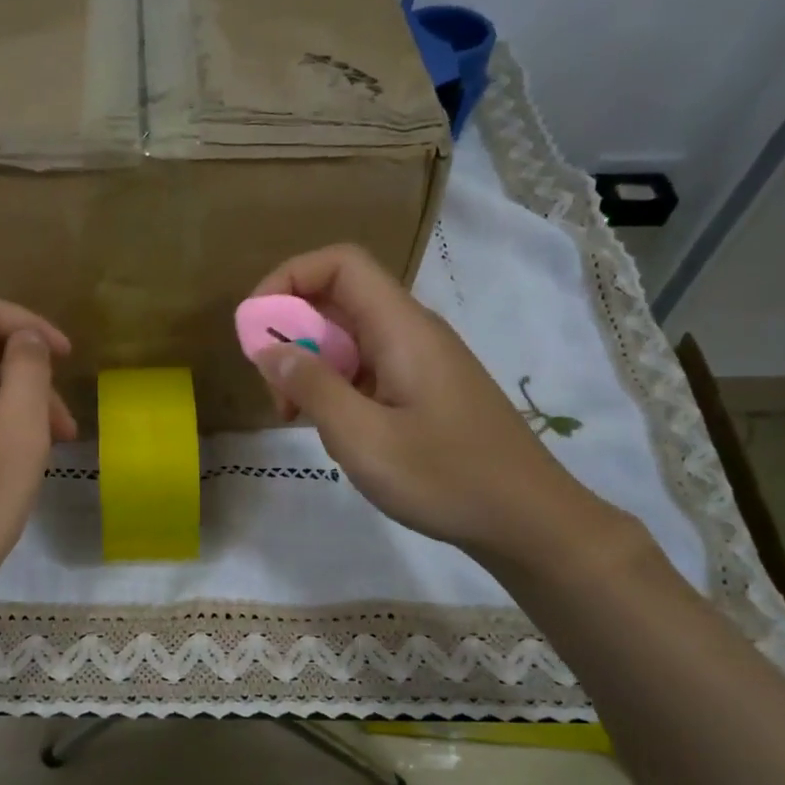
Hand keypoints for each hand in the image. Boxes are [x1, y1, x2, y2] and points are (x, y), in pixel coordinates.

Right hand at [249, 245, 613, 566]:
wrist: (528, 520)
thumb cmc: (445, 478)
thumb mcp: (363, 438)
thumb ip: (313, 387)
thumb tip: (268, 349)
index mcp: (402, 328)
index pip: (340, 264)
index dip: (289, 278)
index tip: (256, 326)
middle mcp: (412, 332)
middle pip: (340, 300)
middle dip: (292, 334)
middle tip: (274, 389)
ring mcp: (421, 362)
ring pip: (350, 339)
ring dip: (312, 368)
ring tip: (297, 417)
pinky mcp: (424, 391)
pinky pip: (368, 370)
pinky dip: (337, 389)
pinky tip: (335, 432)